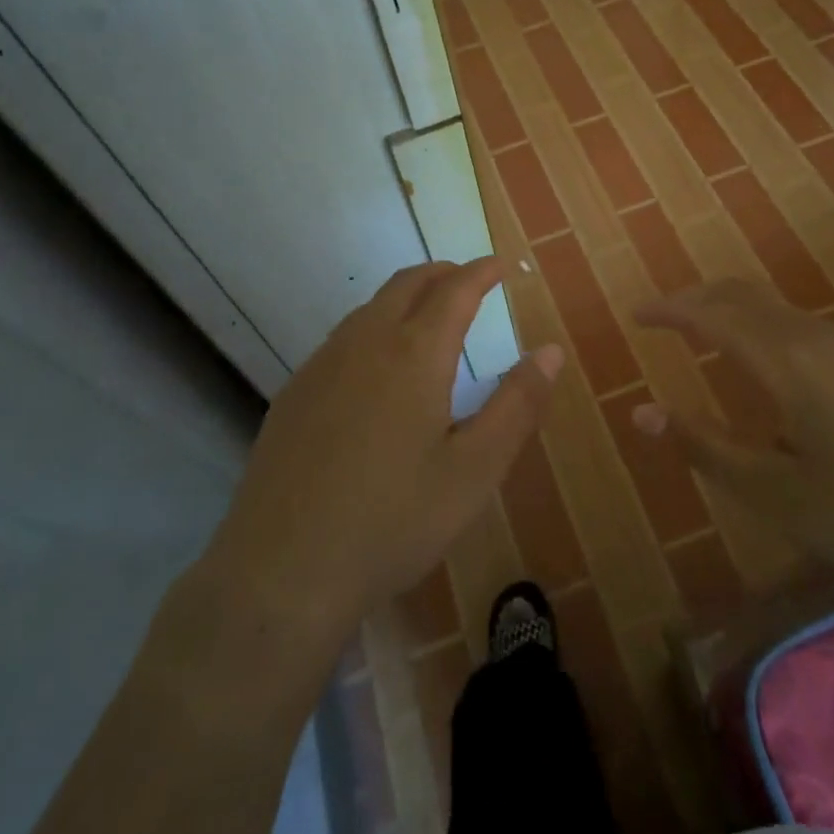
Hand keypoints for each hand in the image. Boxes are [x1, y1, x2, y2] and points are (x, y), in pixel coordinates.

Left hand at [200, 258, 563, 640]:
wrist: (282, 570)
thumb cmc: (393, 521)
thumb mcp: (474, 470)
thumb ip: (517, 405)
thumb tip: (551, 351)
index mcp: (414, 354)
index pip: (455, 289)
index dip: (482, 271)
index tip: (501, 264)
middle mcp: (365, 343)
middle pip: (407, 284)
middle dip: (443, 273)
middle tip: (469, 281)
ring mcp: (322, 365)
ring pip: (370, 307)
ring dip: (405, 297)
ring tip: (429, 317)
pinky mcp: (294, 392)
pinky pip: (343, 337)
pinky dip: (374, 327)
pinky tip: (377, 367)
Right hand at [634, 279, 833, 594]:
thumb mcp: (777, 493)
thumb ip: (705, 447)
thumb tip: (641, 413)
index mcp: (784, 360)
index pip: (709, 315)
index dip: (667, 311)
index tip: (634, 314)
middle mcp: (814, 338)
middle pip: (741, 296)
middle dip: (695, 300)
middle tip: (661, 319)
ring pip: (773, 309)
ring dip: (730, 312)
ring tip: (703, 337)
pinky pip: (798, 326)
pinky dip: (761, 327)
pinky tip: (765, 368)